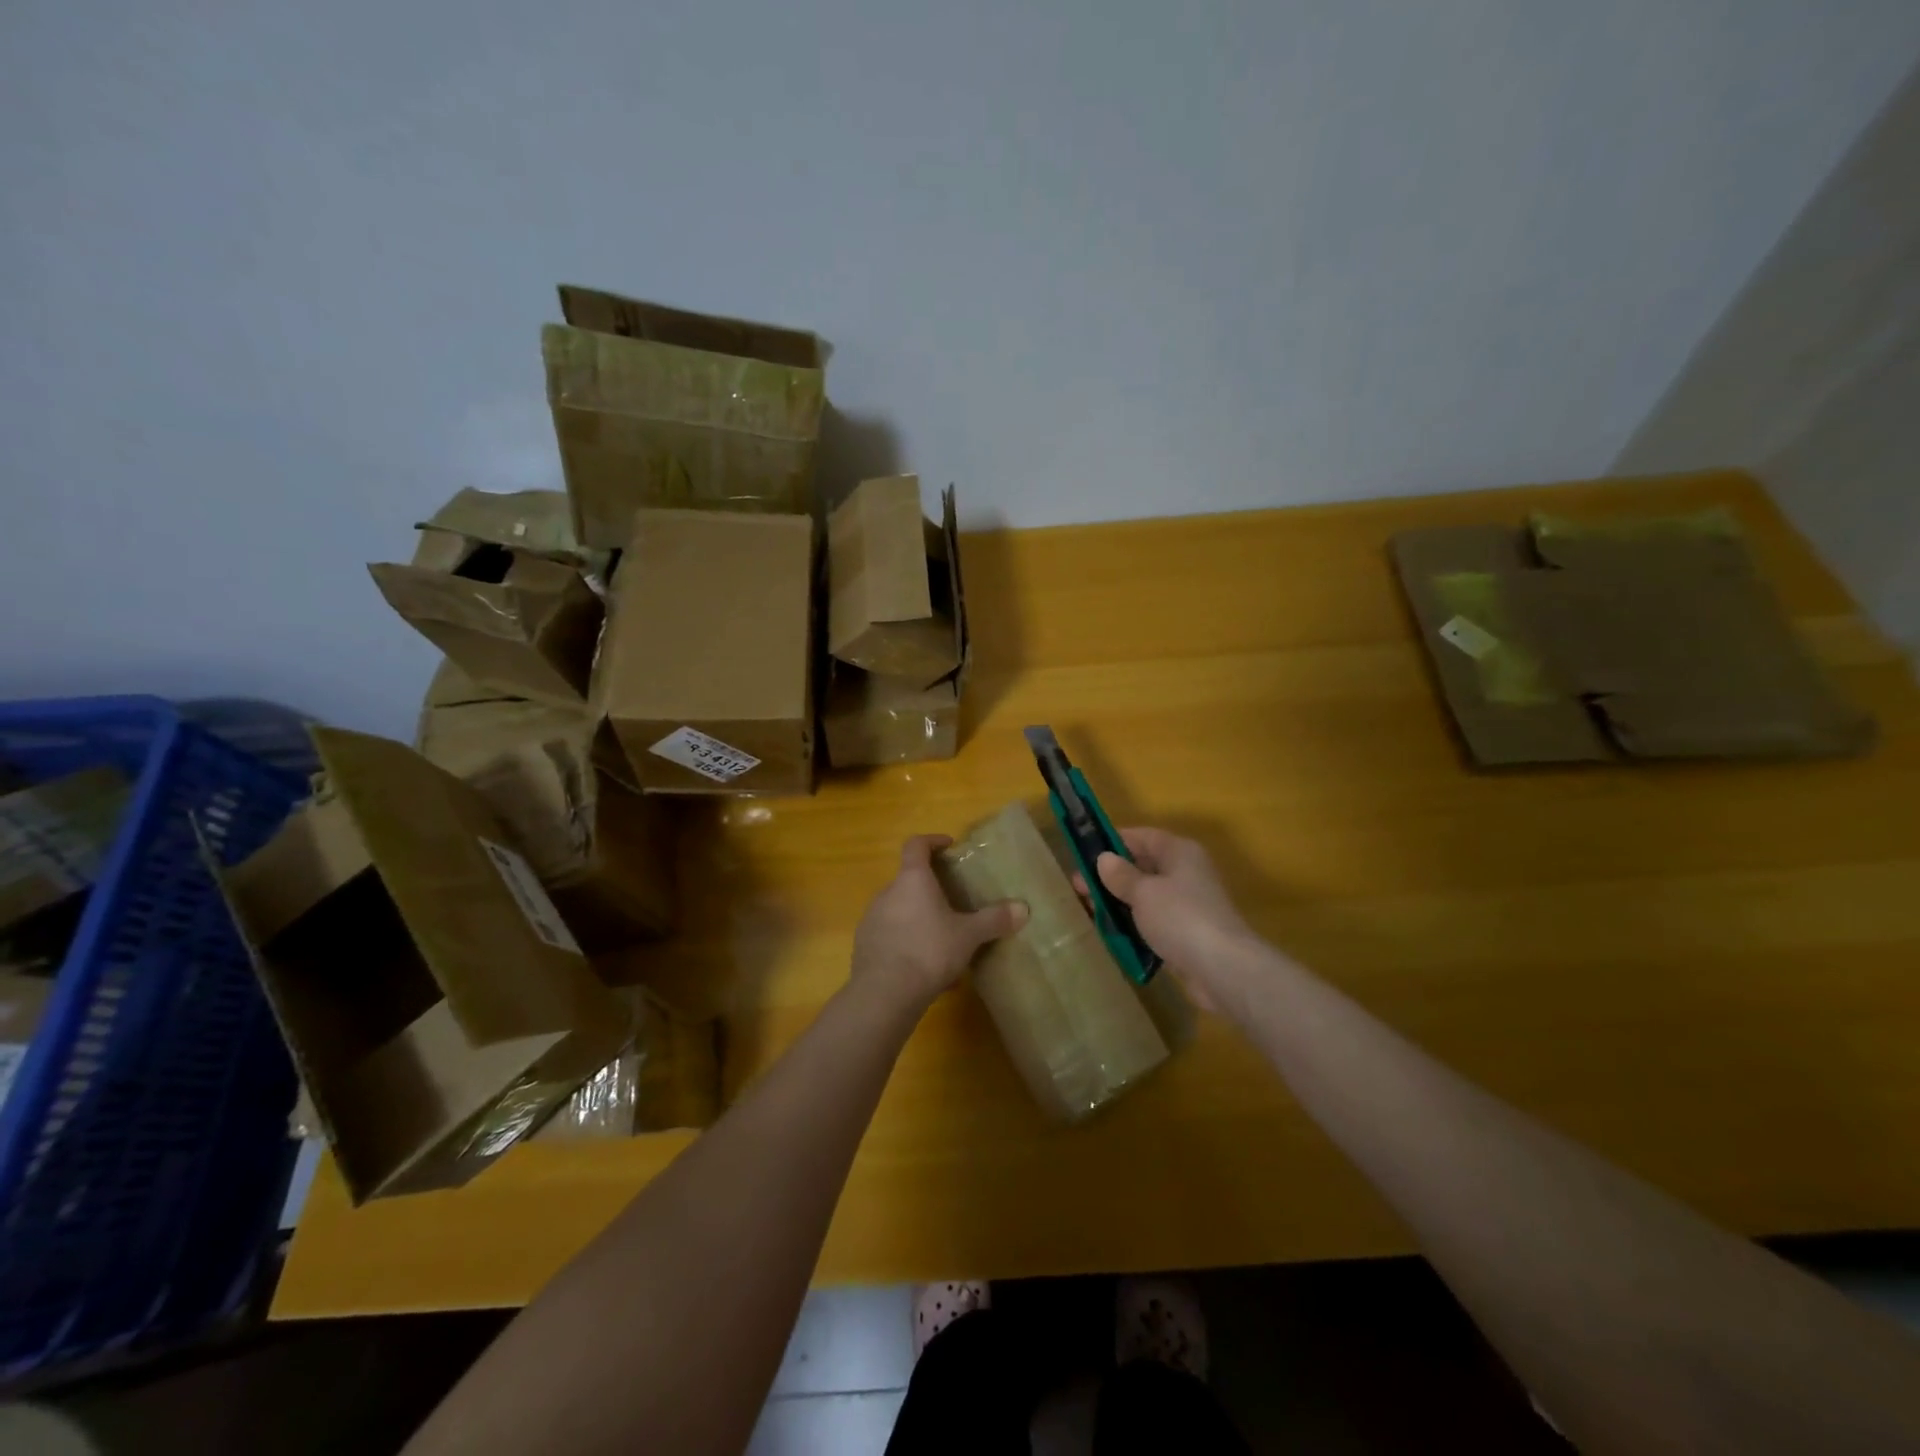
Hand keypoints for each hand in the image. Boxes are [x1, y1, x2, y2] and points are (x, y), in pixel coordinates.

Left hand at [852, 835, 1027, 1012]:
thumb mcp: (968, 936)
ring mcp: (872, 919)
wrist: (884, 993)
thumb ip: (994, 920)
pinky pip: (892, 937)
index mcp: (912, 880)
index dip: (932, 841)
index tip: (948, 847)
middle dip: (930, 890)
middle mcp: (887, 892)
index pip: (916, 845)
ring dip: (920, 920)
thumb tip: (1023, 909)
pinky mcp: (864, 946)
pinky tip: (927, 970)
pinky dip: (908, 944)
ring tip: (944, 942)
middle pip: (908, 881)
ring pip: (900, 911)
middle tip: (953, 904)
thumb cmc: (929, 951)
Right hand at [1084, 828, 1254, 1011]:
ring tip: (1089, 910)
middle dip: (1111, 876)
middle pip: (1143, 866)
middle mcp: (1186, 872)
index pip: (1141, 836)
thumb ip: (1121, 875)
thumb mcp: (1143, 892)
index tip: (1083, 852)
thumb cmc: (1180, 918)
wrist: (1223, 969)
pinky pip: (1154, 921)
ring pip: (1147, 896)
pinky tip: (1114, 933)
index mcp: (1179, 852)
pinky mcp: (1187, 933)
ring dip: (1120, 902)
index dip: (1112, 841)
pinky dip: (1135, 924)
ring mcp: (1188, 904)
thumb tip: (1104, 859)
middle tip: (1078, 886)